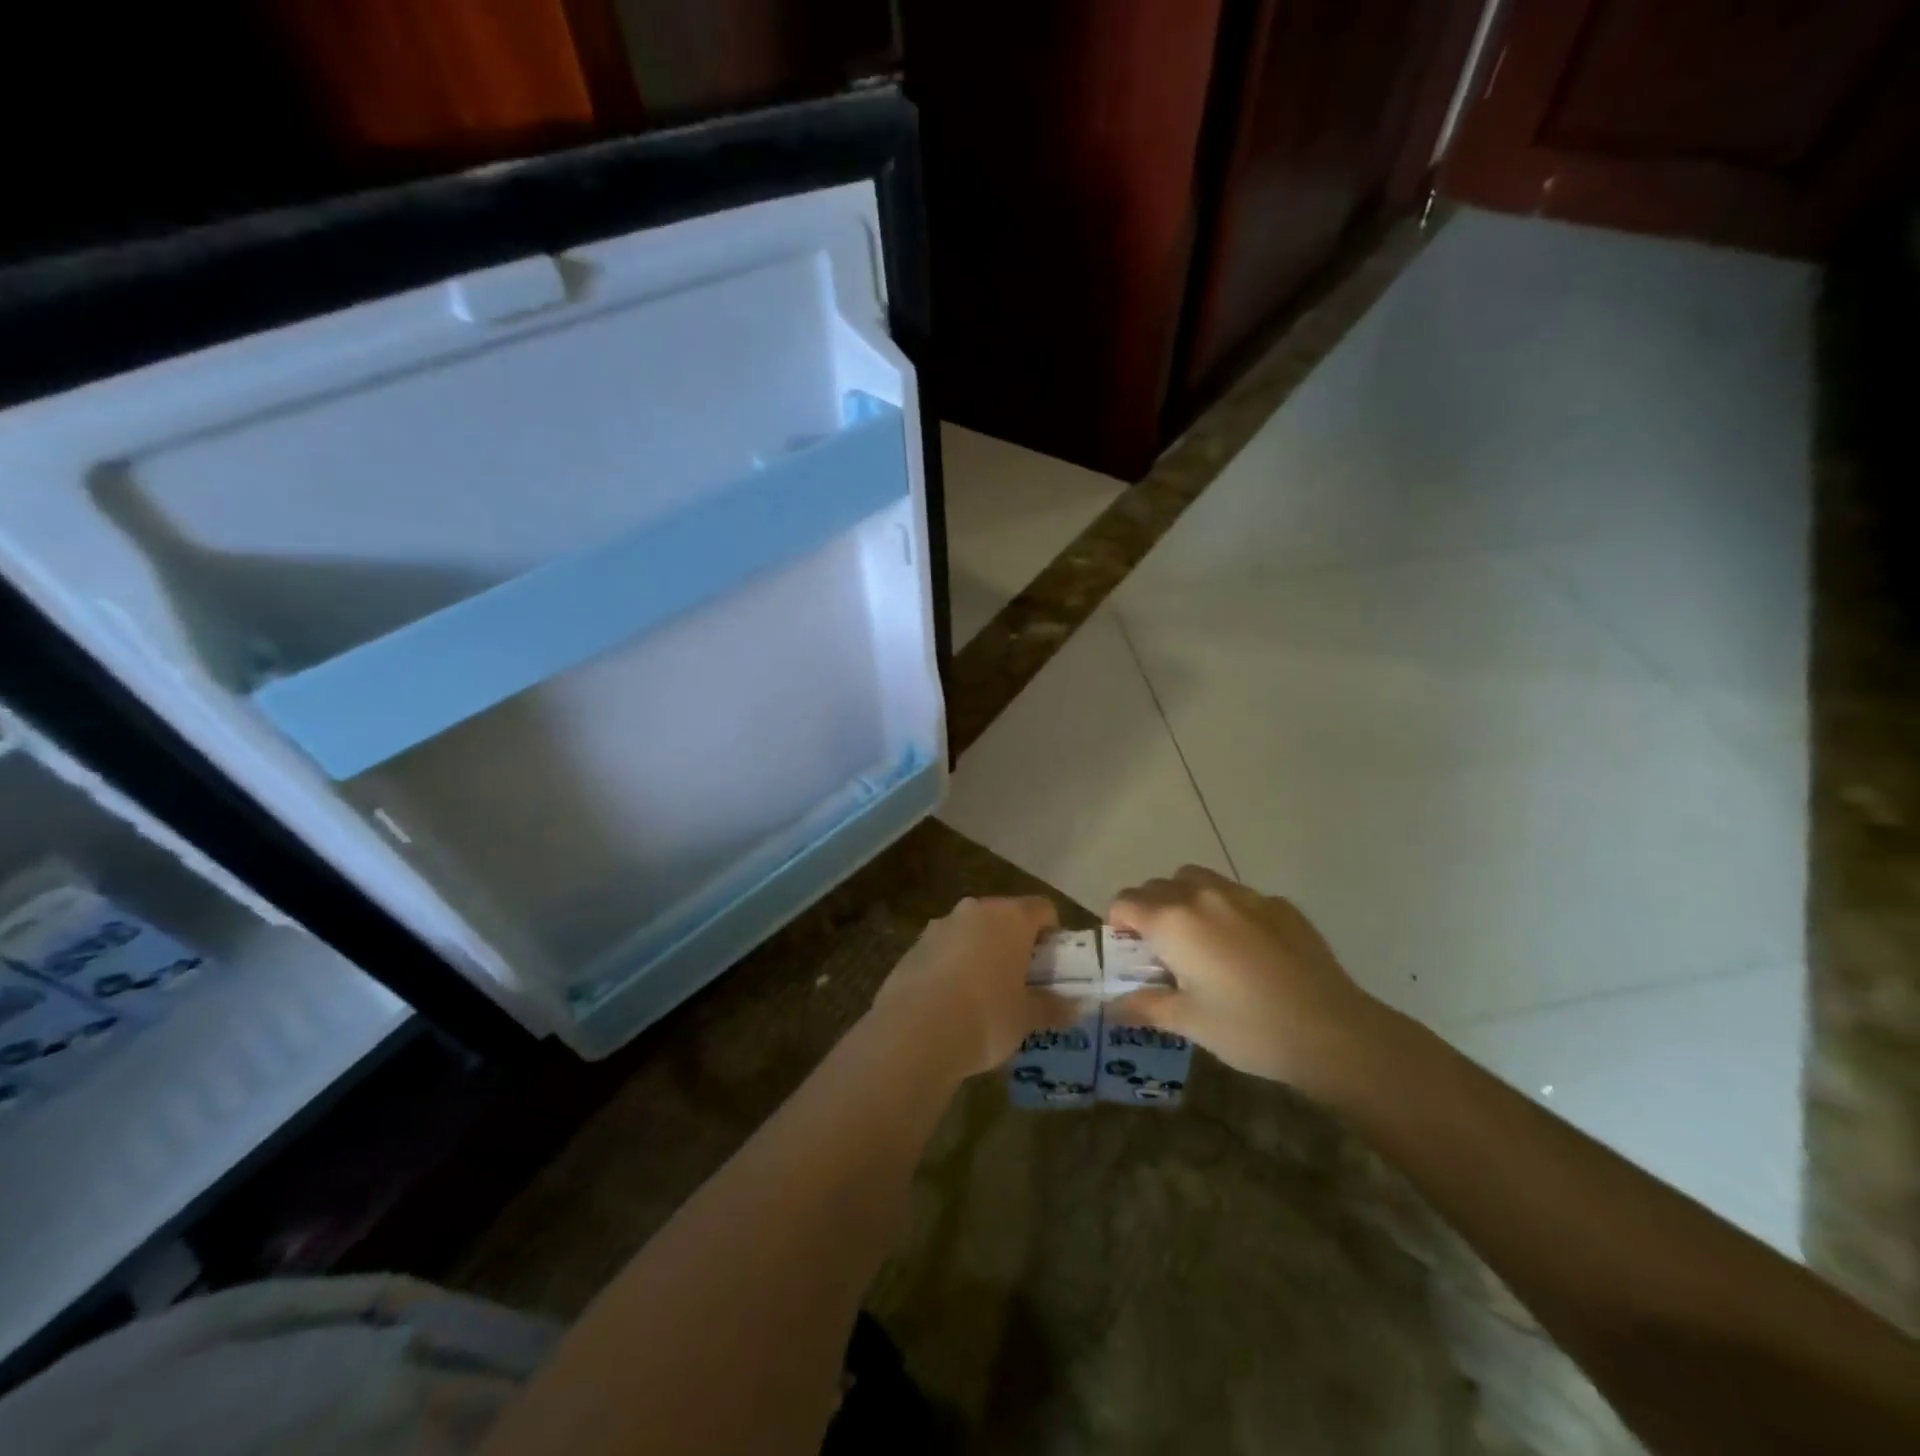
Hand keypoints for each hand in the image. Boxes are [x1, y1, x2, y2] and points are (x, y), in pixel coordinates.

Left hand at [869, 896, 1069, 1078]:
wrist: (914, 1033)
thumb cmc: (986, 1017)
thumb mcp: (1026, 1018)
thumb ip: (1052, 1007)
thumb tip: (1076, 1008)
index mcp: (1010, 917)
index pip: (1042, 908)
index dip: (1053, 933)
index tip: (1053, 965)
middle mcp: (974, 910)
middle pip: (1005, 917)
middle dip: (1015, 943)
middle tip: (1023, 981)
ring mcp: (939, 926)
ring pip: (972, 932)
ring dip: (982, 953)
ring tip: (985, 995)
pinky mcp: (913, 947)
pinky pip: (944, 950)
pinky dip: (953, 966)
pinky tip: (952, 1003)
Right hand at [1107, 866, 1391, 1095]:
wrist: (1332, 1031)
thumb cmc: (1248, 1028)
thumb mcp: (1189, 1023)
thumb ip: (1145, 1006)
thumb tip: (1111, 1007)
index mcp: (1173, 921)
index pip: (1125, 902)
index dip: (1117, 924)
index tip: (1127, 951)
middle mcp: (1203, 895)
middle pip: (1157, 886)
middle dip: (1149, 910)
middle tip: (1160, 950)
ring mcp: (1245, 895)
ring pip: (1197, 879)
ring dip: (1184, 899)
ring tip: (1198, 939)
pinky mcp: (1279, 904)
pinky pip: (1237, 894)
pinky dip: (1225, 909)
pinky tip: (1245, 949)